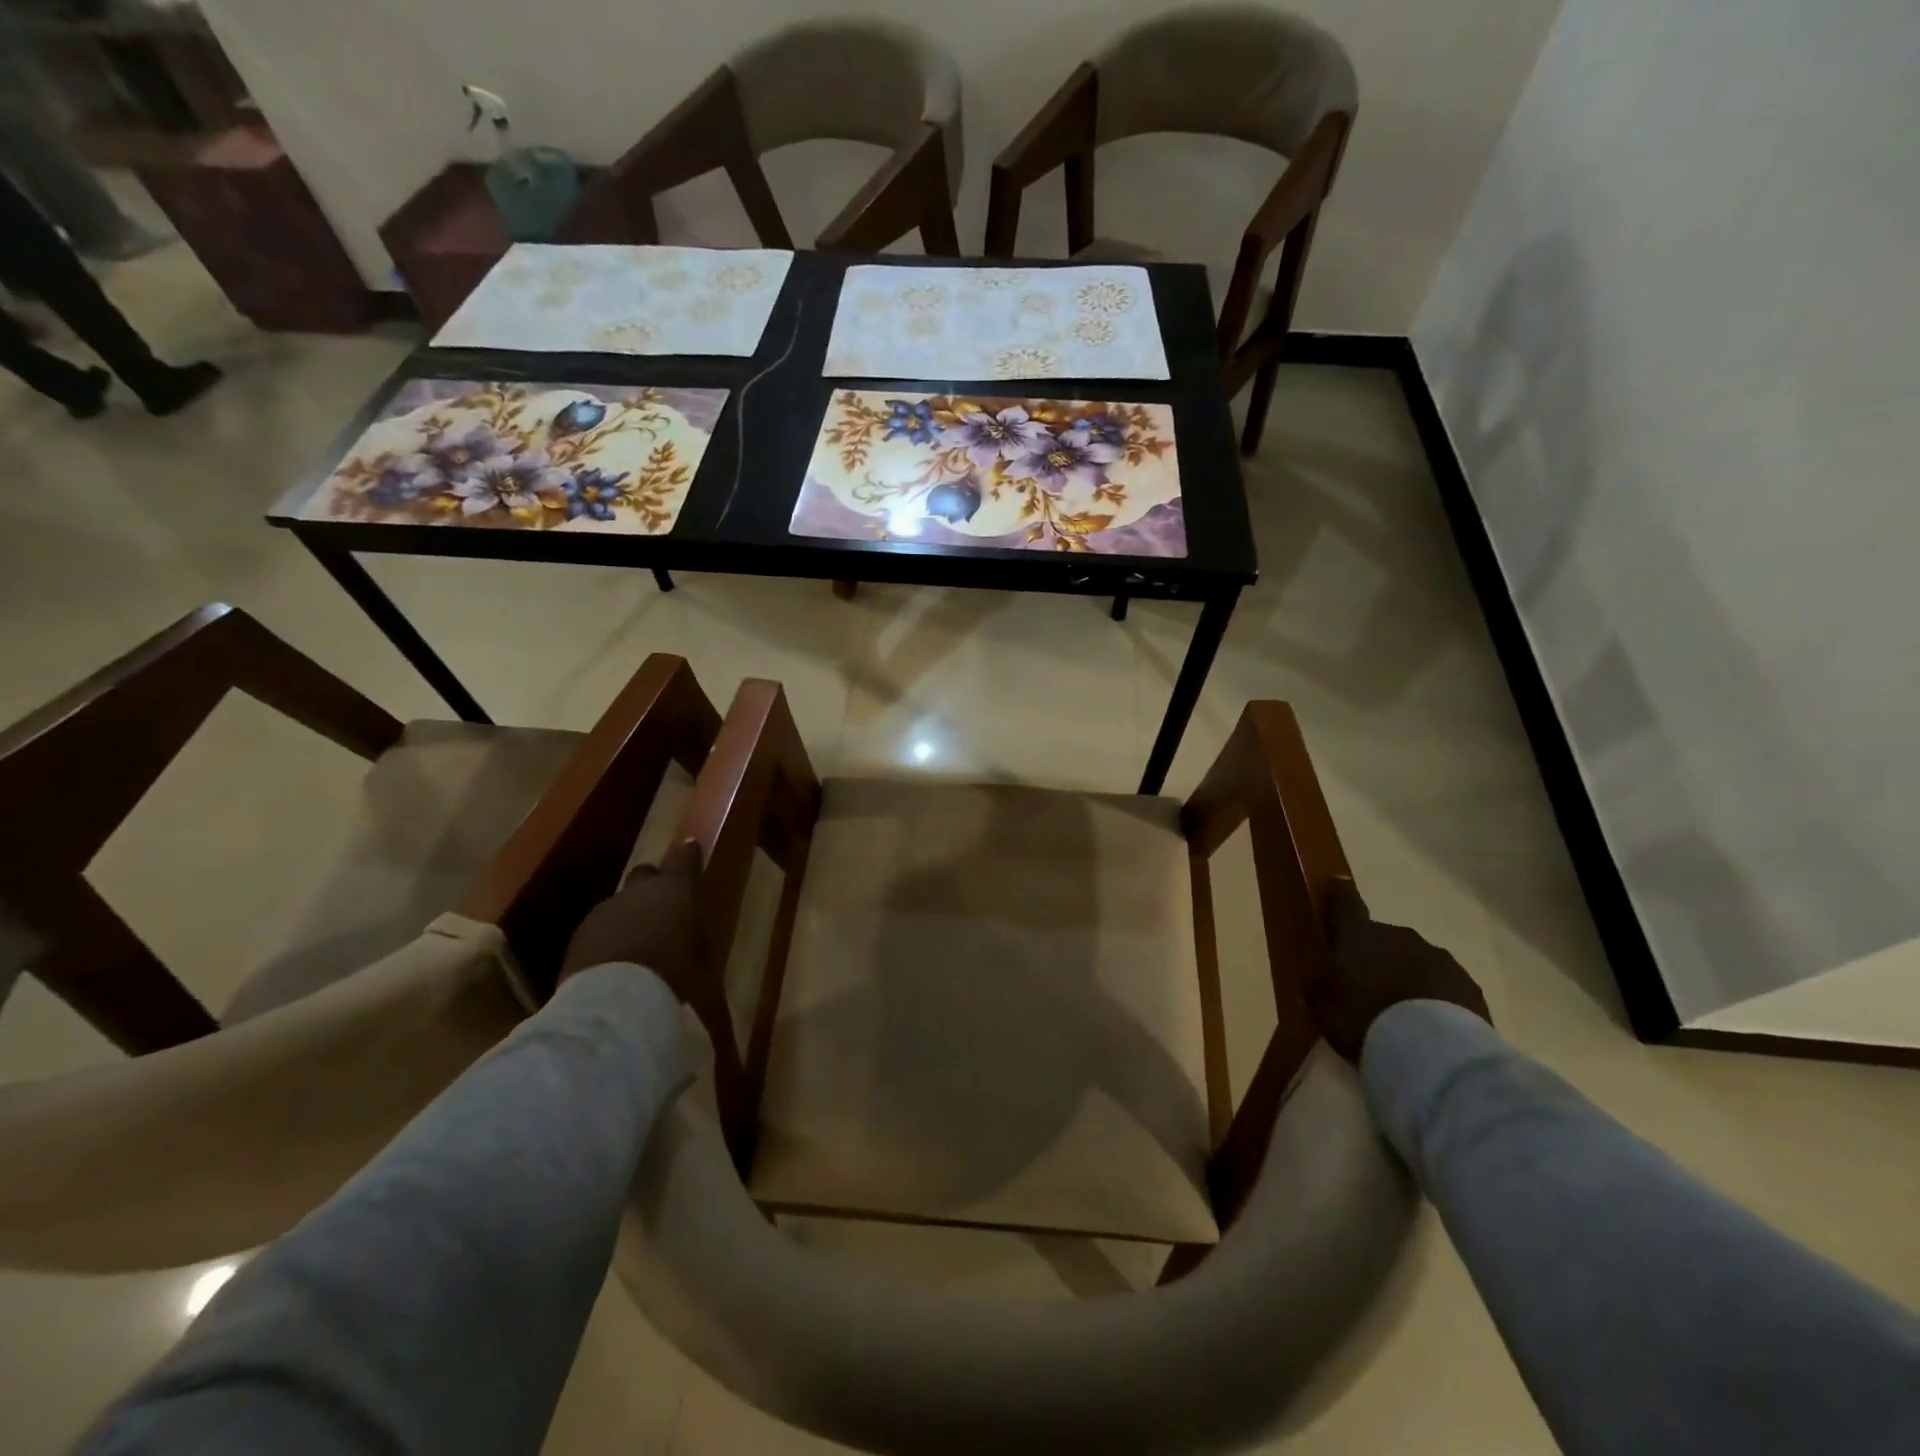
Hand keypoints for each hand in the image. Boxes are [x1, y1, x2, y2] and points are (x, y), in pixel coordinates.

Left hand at [560, 840, 703, 994]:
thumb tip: (690, 930)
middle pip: (645, 874)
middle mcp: (637, 891)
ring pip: (620, 904)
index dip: (689, 854)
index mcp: (674, 889)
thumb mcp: (701, 956)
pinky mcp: (579, 936)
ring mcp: (604, 910)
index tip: (691, 850)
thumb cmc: (673, 974)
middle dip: (653, 886)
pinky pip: (600, 929)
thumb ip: (695, 934)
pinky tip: (615, 962)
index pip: (684, 858)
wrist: (614, 1000)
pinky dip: (608, 938)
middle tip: (662, 908)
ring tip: (638, 944)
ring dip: (629, 916)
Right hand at [1308, 880, 1490, 1059]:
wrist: (1434, 1052)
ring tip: (1401, 1012)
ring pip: (1415, 959)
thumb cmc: (1364, 1019)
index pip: (1345, 903)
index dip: (1339, 895)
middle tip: (1368, 985)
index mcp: (1358, 935)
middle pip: (1382, 937)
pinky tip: (1429, 1025)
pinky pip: (1443, 985)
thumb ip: (1321, 989)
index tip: (1337, 887)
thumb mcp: (1324, 1008)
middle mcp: (1399, 936)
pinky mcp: (1469, 986)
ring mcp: (1438, 958)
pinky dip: (1434, 997)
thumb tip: (1322, 982)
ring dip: (1407, 975)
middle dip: (1376, 955)